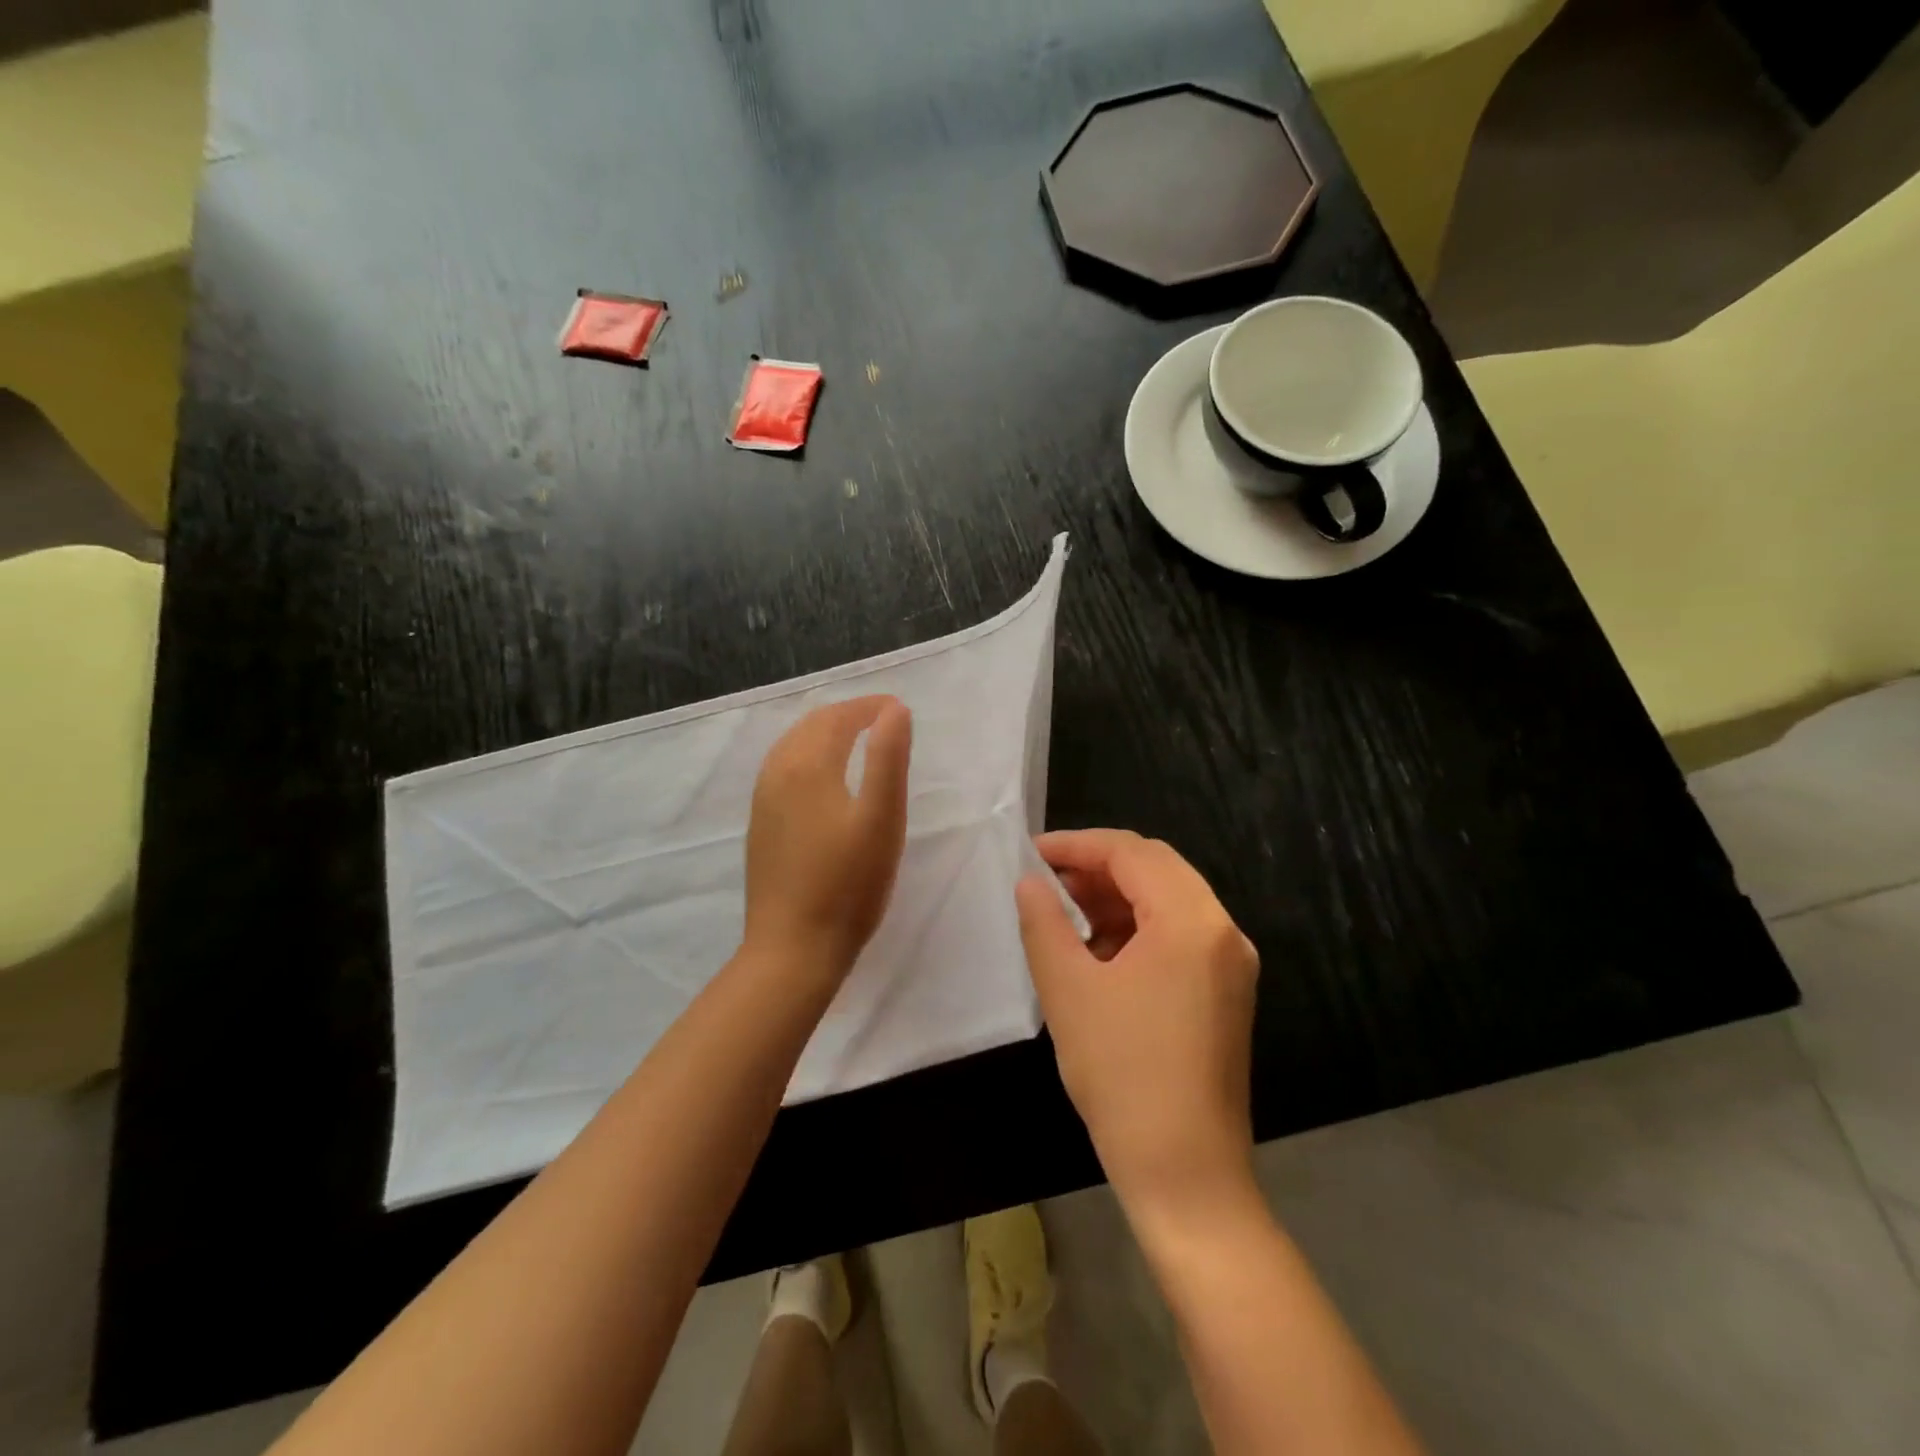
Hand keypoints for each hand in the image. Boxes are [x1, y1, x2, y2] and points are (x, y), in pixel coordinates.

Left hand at [743, 696, 912, 985]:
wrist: (793, 947)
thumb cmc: (848, 884)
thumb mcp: (881, 818)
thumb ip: (888, 758)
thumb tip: (894, 710)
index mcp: (807, 765)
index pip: (838, 717)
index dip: (869, 707)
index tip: (898, 709)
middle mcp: (777, 773)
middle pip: (811, 726)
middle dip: (846, 714)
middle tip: (881, 720)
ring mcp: (763, 801)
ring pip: (792, 746)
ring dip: (824, 733)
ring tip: (855, 740)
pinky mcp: (760, 826)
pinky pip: (782, 770)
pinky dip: (807, 756)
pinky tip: (822, 779)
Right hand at [1016, 830, 1259, 1218]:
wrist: (1186, 1174)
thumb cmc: (1122, 1075)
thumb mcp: (1069, 990)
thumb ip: (1044, 923)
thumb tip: (1030, 883)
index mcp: (1192, 921)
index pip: (1132, 853)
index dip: (1077, 845)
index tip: (1031, 854)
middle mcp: (1223, 930)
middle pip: (1156, 869)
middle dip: (1097, 867)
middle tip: (1045, 881)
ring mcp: (1230, 962)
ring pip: (1168, 900)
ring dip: (1116, 897)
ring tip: (1064, 914)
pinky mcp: (1226, 991)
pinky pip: (1179, 935)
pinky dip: (1137, 928)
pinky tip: (1098, 950)